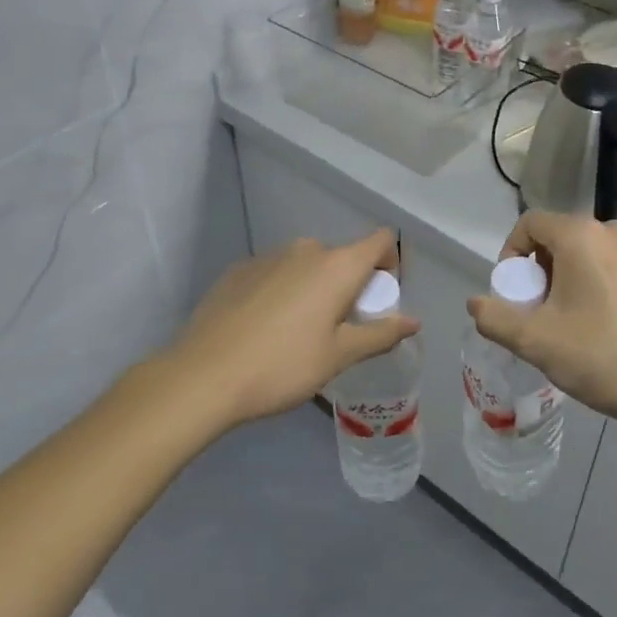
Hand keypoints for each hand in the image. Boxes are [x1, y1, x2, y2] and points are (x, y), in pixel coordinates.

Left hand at [167, 230, 419, 425]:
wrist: (202, 376)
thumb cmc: (283, 366)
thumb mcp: (338, 356)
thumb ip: (380, 334)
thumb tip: (414, 321)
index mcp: (337, 265)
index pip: (381, 240)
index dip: (390, 263)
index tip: (379, 300)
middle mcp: (306, 249)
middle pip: (342, 256)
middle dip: (349, 285)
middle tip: (338, 328)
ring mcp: (268, 256)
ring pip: (306, 265)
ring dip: (313, 288)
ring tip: (297, 332)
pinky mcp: (238, 270)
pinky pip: (275, 273)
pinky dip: (281, 292)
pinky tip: (263, 329)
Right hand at [466, 212, 616, 428]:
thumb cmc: (599, 357)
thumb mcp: (535, 341)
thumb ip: (495, 318)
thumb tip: (475, 303)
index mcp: (581, 236)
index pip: (530, 223)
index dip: (512, 253)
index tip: (514, 292)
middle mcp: (614, 231)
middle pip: (561, 237)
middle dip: (542, 268)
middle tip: (541, 310)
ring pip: (592, 252)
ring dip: (573, 276)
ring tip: (574, 319)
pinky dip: (603, 283)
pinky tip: (609, 323)